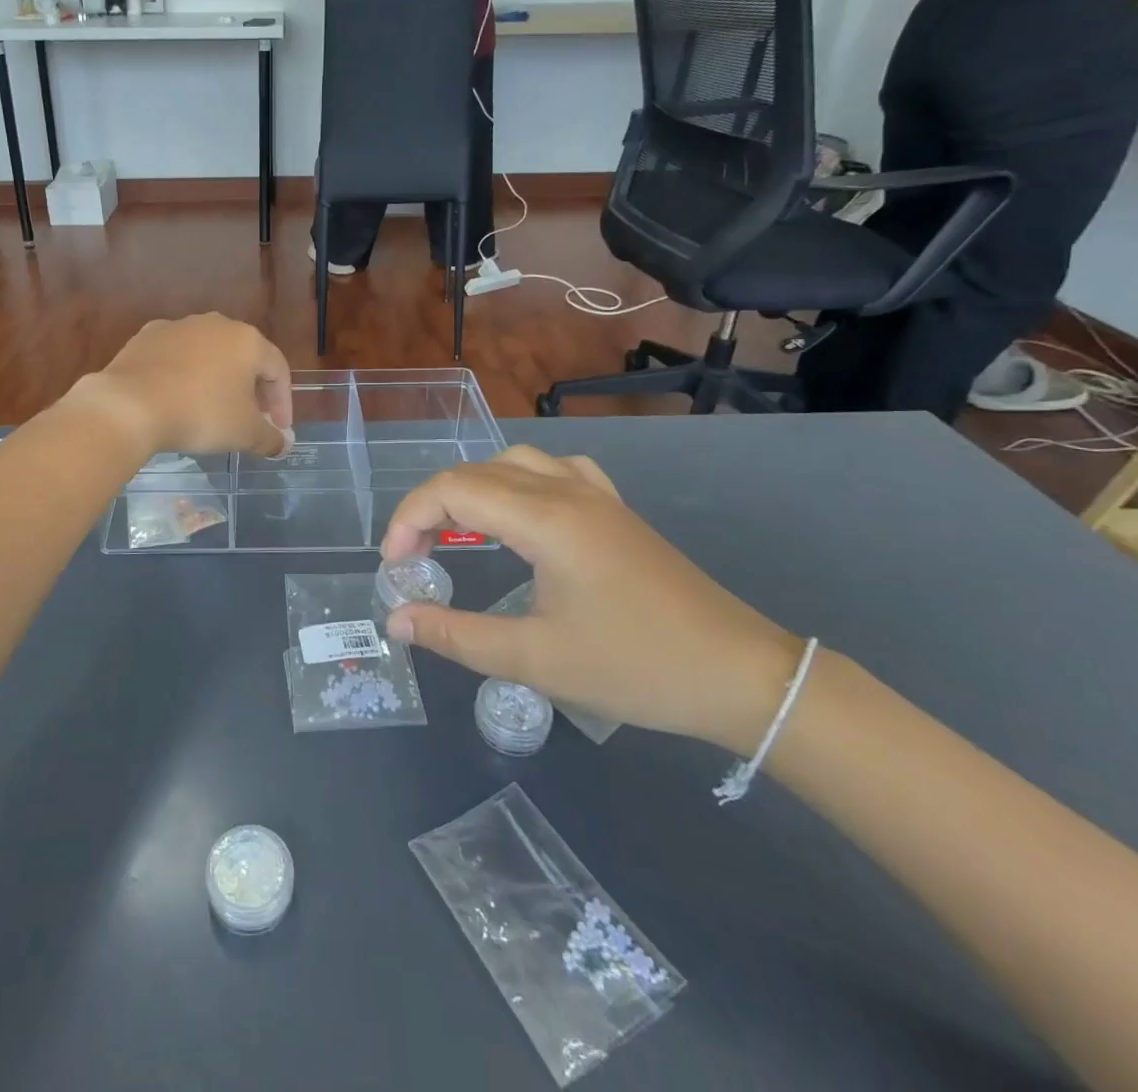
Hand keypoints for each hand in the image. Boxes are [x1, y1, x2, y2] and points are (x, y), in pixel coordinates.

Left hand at [73, 315, 291, 460]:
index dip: (283, 402)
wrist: (130, 404)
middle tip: (250, 418)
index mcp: (247, 340)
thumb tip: (283, 445)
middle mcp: (216, 324)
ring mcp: (179, 326)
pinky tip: (177, 398)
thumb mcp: (244, 433)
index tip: (278, 430)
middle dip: (252, 389)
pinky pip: (176, 356)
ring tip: (212, 409)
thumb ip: (271, 439)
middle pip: (244, 357)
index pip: (278, 369)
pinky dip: (184, 374)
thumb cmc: (200, 414)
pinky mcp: (147, 335)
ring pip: (209, 354)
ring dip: (217, 379)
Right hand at [380, 447, 802, 752]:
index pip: (453, 490)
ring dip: (473, 489)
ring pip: (514, 462)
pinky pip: (555, 470)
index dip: (409, 519)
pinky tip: (522, 514)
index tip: (395, 566)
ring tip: (457, 532)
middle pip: (476, 472)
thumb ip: (457, 636)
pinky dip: (518, 482)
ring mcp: (596, 495)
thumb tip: (396, 620)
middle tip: (414, 557)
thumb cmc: (636, 666)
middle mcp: (566, 490)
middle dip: (432, 507)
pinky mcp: (615, 511)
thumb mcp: (536, 660)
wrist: (741, 675)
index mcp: (545, 518)